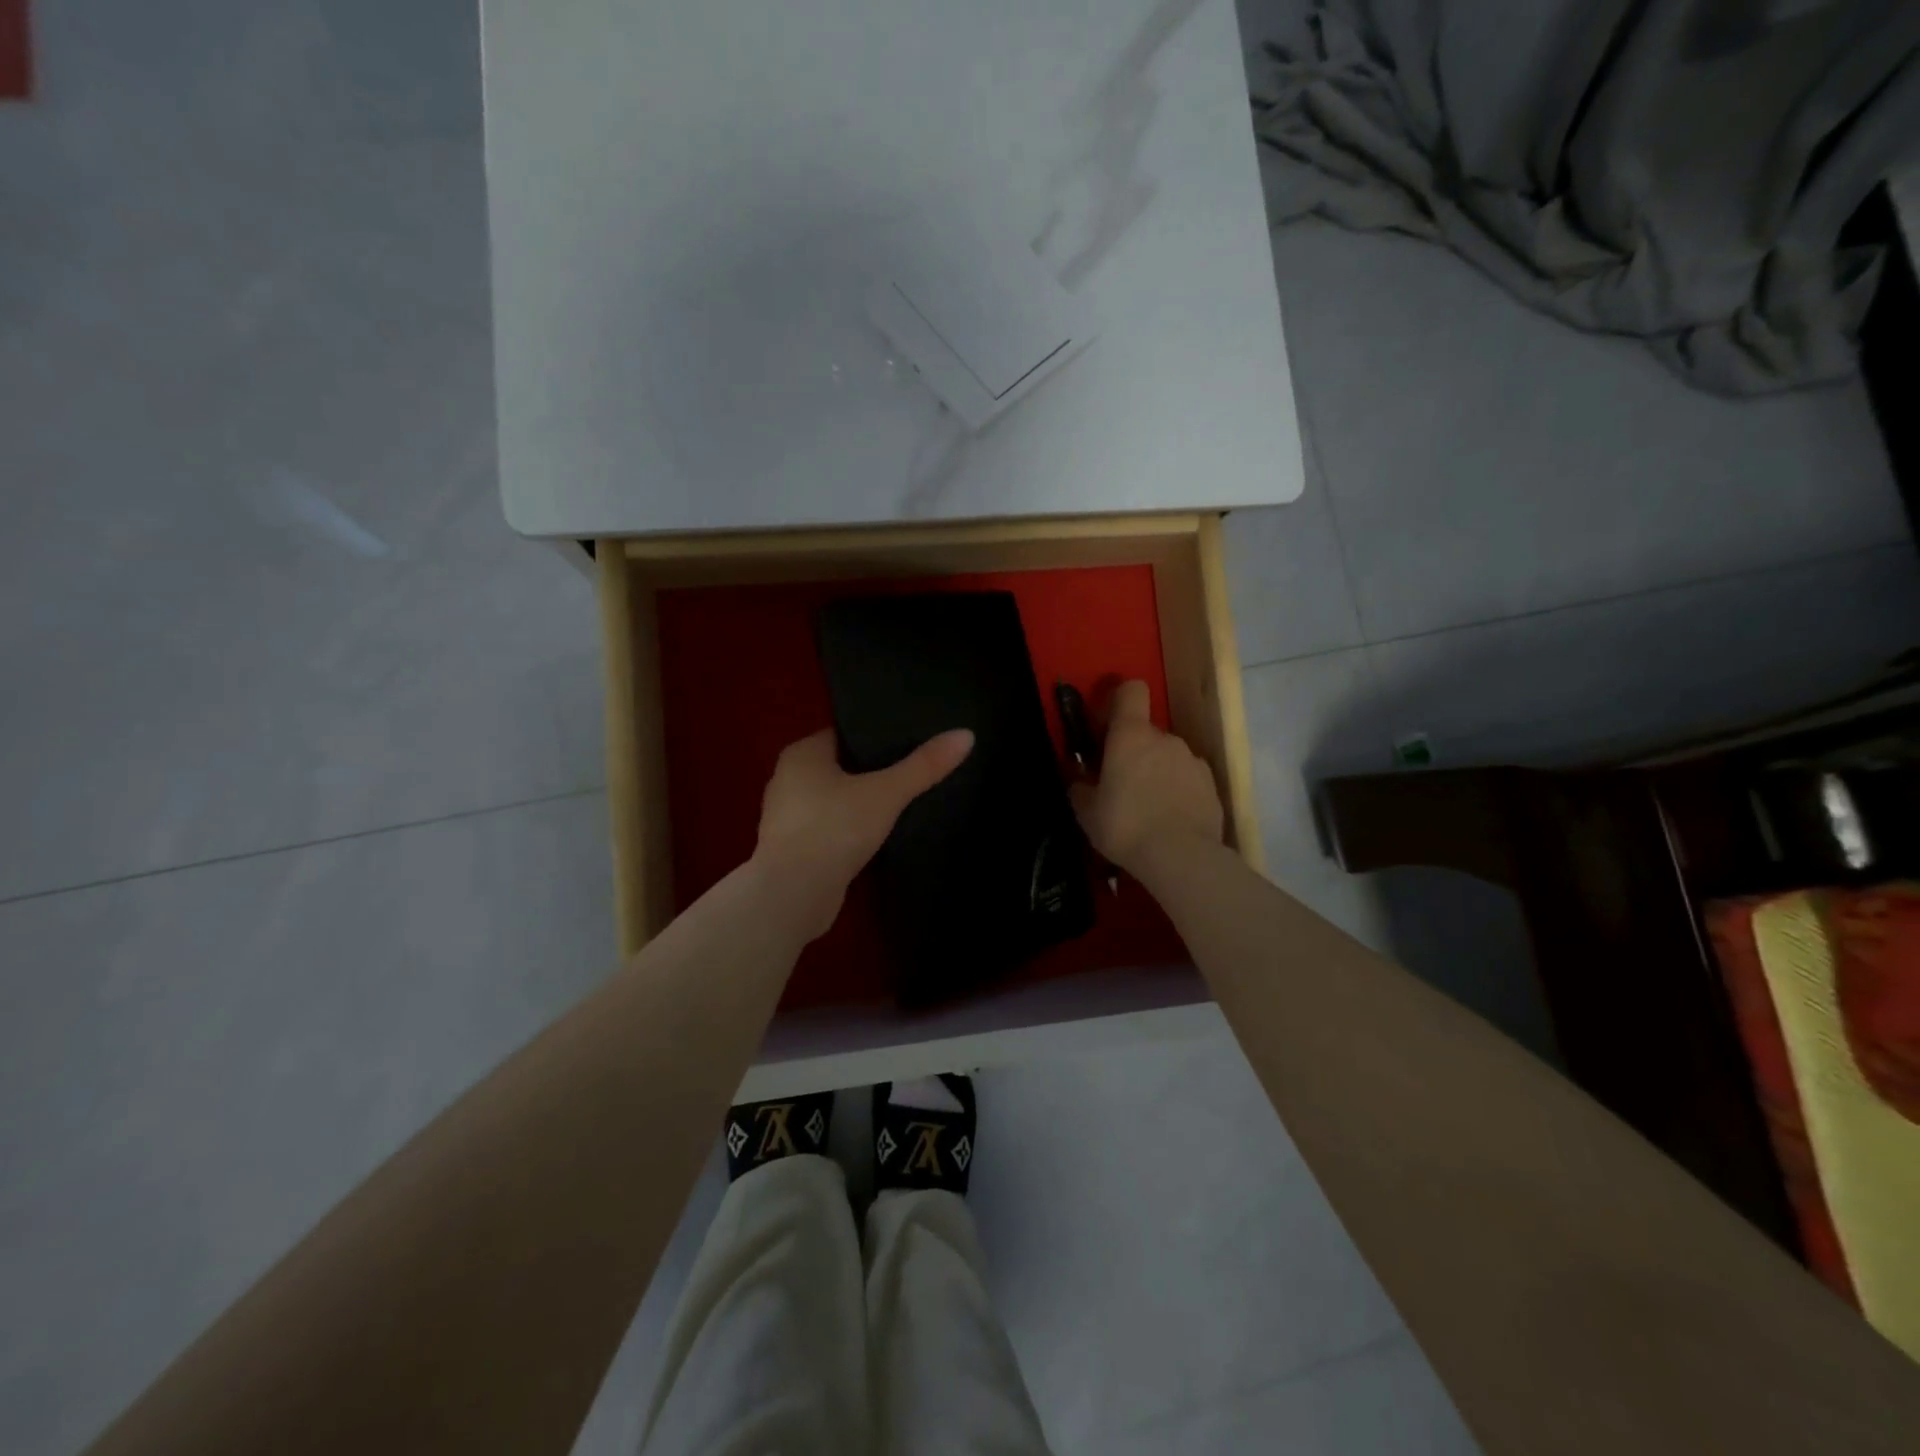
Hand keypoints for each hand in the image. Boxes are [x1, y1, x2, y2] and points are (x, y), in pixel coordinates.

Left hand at [753, 727, 974, 940]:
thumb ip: (923, 766)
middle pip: (841, 767)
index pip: (845, 735)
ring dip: (862, 803)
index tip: (912, 741)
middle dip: (873, 771)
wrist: (794, 896)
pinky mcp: (796, 850)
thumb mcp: (886, 793)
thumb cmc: (834, 829)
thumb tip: (966, 735)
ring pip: (835, 799)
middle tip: (915, 769)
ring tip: (903, 802)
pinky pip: (831, 828)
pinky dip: (851, 829)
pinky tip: (880, 835)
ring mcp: (789, 817)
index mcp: (801, 754)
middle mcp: (788, 779)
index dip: (877, 737)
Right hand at [1070, 679, 1222, 875]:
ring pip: (1168, 757)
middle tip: (1121, 785)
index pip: (1131, 690)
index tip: (1108, 725)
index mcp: (1131, 735)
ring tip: (1148, 809)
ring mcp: (1193, 760)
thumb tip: (1078, 780)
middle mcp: (1165, 738)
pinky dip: (1179, 792)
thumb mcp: (1087, 812)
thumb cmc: (1124, 826)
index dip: (1119, 700)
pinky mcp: (1212, 785)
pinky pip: (1188, 780)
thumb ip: (1080, 788)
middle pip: (1146, 732)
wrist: (1181, 857)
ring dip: (1158, 773)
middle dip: (1134, 752)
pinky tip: (1171, 821)